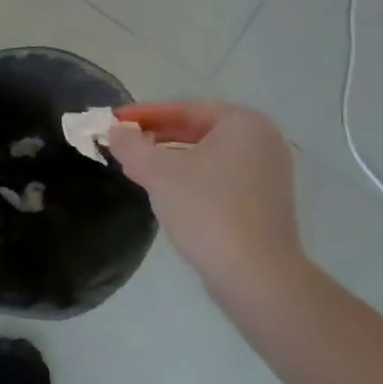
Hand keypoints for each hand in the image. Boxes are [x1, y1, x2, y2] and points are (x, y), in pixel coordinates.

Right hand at [107, 100, 309, 302]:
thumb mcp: (158, 173)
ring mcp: (268, 173)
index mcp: (243, 123)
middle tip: (123, 143)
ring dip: (171, 157)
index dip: (145, 114)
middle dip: (157, 136)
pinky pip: (220, 176)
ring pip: (208, 155)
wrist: (256, 275)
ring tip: (137, 167)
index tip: (115, 122)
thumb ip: (131, 146)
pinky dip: (191, 177)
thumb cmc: (207, 210)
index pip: (185, 108)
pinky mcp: (265, 202)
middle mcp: (263, 140)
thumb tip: (115, 131)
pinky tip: (166, 191)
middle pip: (198, 129)